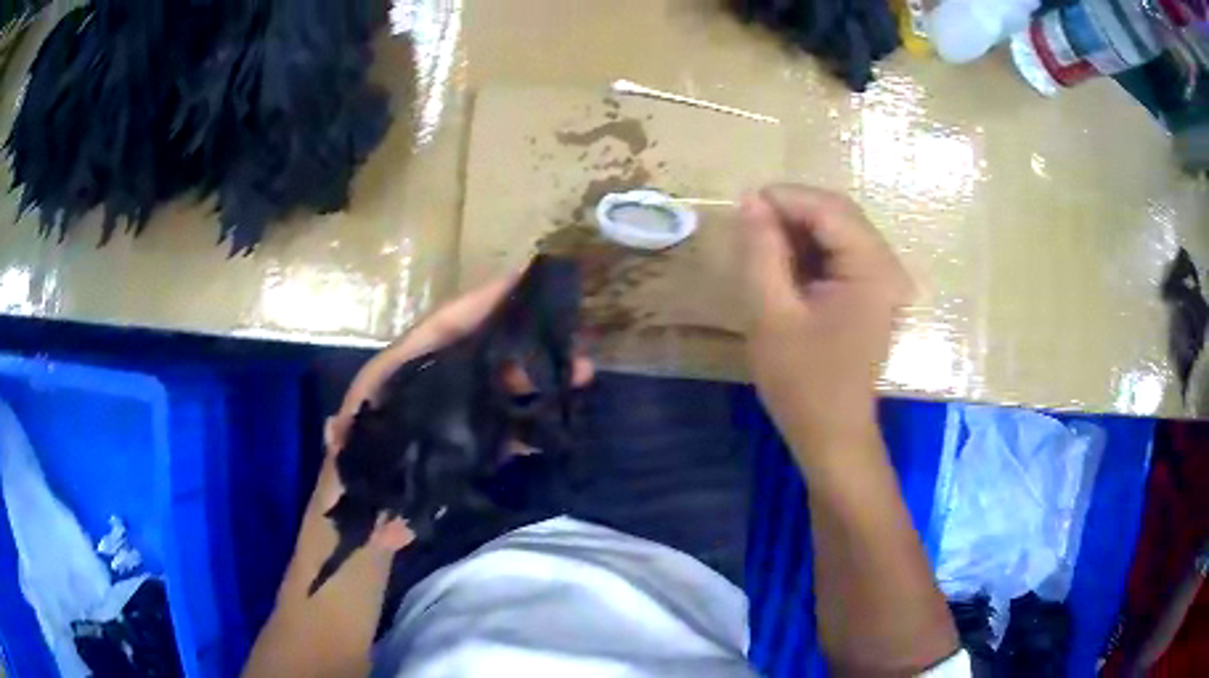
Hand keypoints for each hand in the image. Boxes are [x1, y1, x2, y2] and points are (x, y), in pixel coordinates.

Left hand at [317, 271, 594, 552]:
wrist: (366, 525)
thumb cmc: (350, 481)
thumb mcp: (344, 458)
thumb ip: (342, 444)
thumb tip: (336, 429)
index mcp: (397, 375)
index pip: (441, 329)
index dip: (479, 303)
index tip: (522, 281)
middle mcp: (430, 385)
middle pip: (482, 350)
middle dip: (526, 340)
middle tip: (572, 338)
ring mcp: (454, 415)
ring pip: (501, 384)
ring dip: (540, 377)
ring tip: (580, 373)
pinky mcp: (470, 446)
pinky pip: (506, 425)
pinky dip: (533, 420)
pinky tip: (561, 418)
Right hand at [738, 185, 912, 451]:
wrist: (833, 434)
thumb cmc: (803, 382)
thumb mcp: (771, 313)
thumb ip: (762, 251)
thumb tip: (751, 201)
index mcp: (872, 269)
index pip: (828, 208)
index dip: (784, 198)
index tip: (741, 205)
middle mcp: (887, 266)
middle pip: (838, 214)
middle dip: (791, 212)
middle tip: (748, 226)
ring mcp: (884, 280)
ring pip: (838, 231)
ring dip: (799, 231)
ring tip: (761, 247)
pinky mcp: (874, 293)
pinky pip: (841, 254)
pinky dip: (810, 252)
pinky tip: (784, 266)